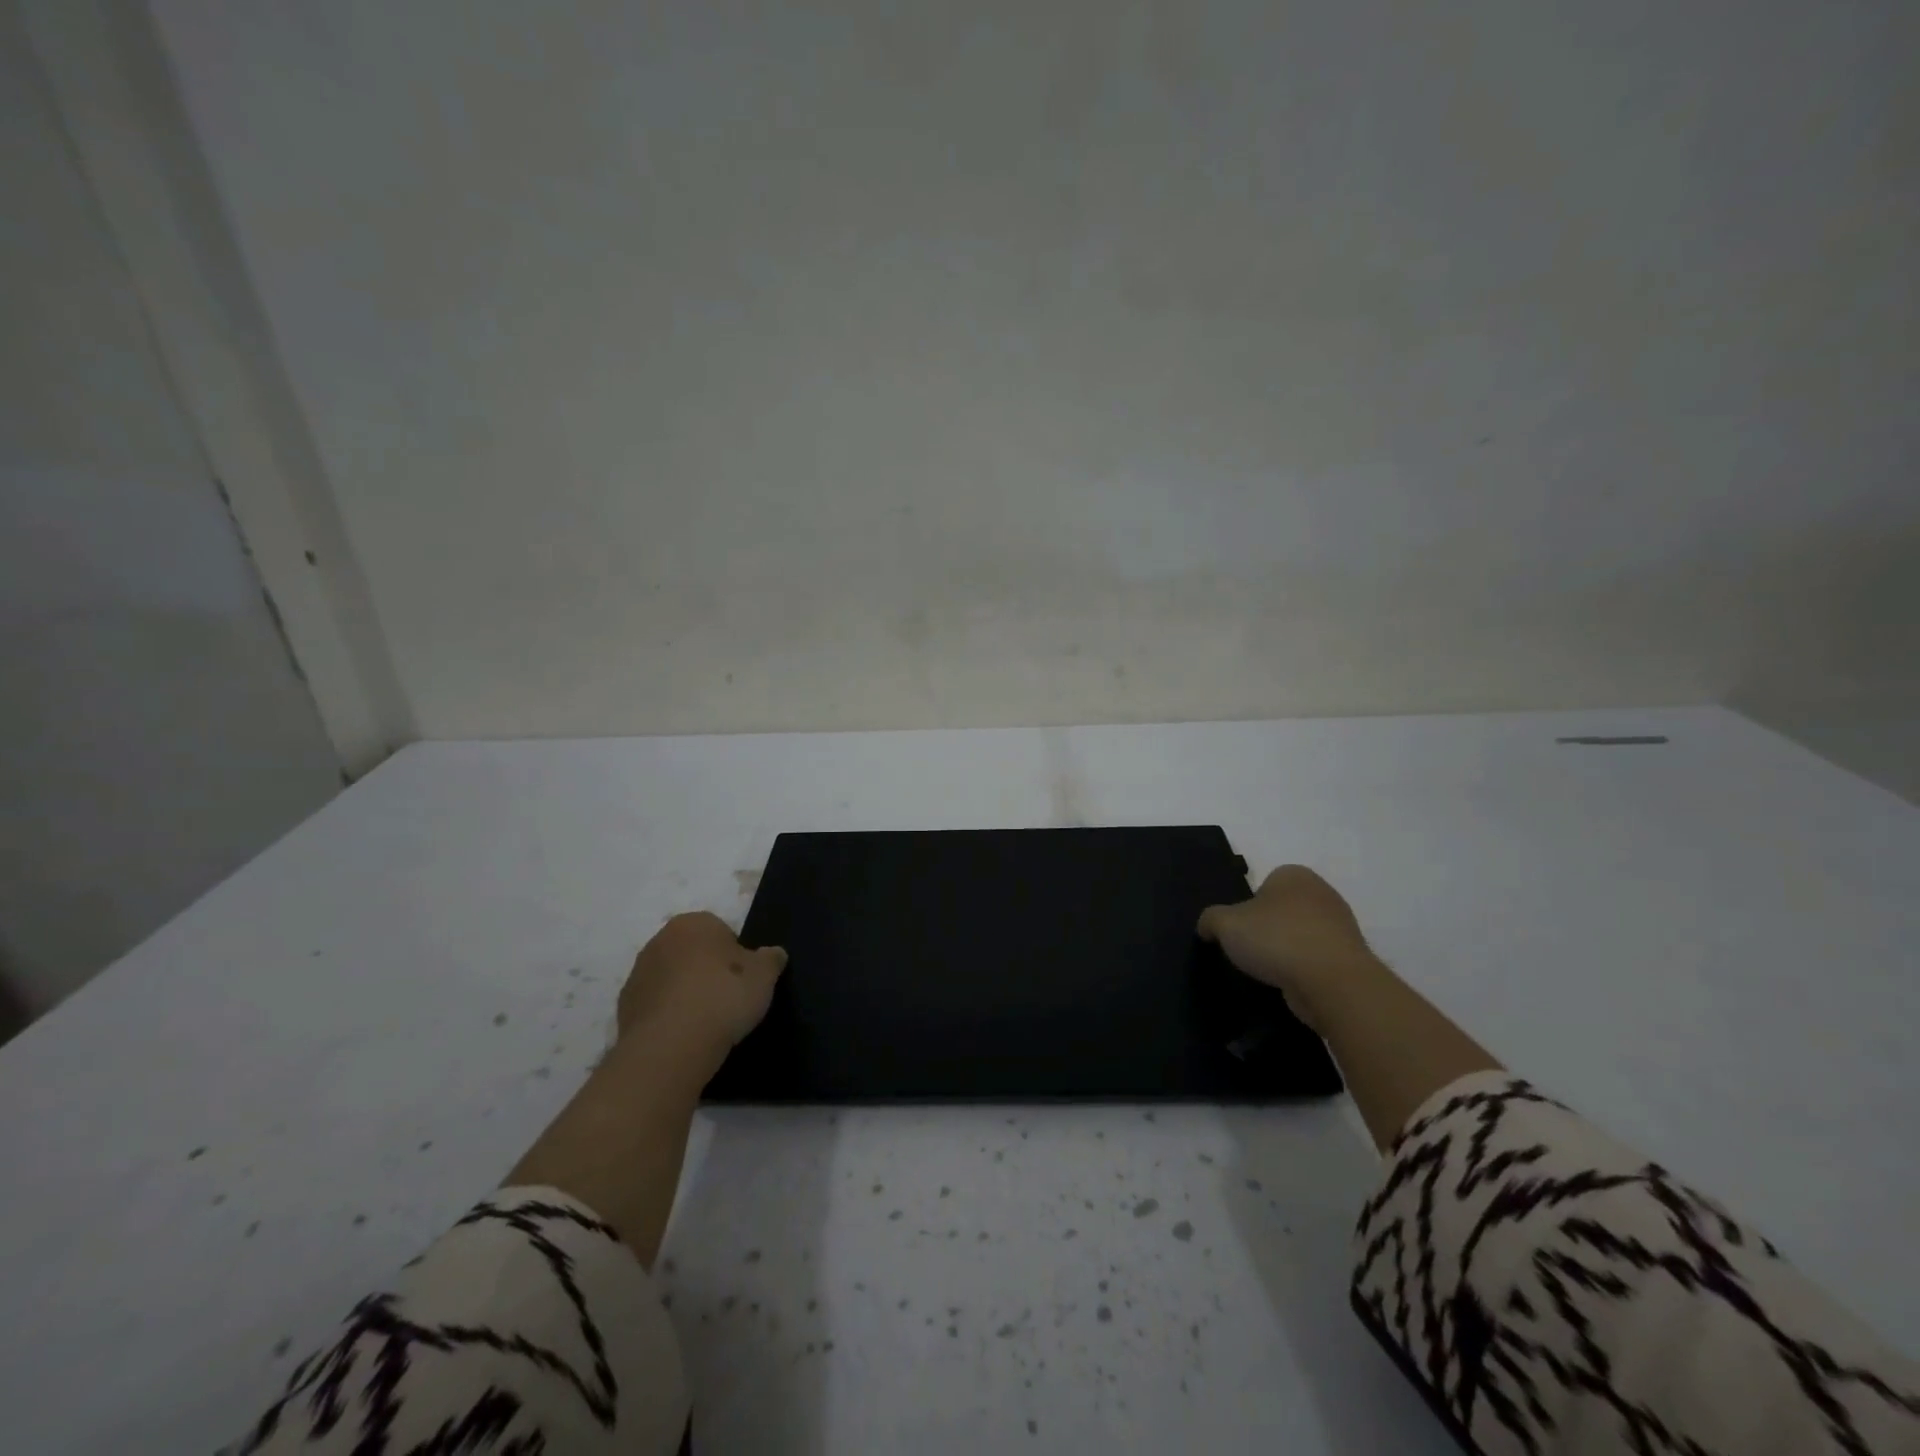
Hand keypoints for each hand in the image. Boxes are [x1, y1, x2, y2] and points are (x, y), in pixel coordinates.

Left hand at [615, 912, 786, 1068]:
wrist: (671, 1046)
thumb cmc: (723, 996)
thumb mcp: (764, 975)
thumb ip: (771, 959)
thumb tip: (774, 953)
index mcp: (694, 923)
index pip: (721, 931)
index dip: (736, 956)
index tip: (744, 981)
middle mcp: (661, 940)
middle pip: (693, 952)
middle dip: (708, 971)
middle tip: (727, 999)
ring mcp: (638, 973)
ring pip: (672, 978)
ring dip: (686, 993)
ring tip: (706, 1022)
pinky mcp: (624, 1007)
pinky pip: (656, 1005)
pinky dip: (669, 1016)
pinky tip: (684, 1035)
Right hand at [1197, 865, 1378, 1031]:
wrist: (1333, 983)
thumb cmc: (1277, 939)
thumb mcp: (1225, 924)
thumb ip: (1210, 919)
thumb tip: (1207, 927)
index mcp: (1294, 875)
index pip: (1264, 884)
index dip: (1248, 906)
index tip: (1240, 930)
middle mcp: (1322, 893)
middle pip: (1284, 910)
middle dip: (1269, 928)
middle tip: (1251, 950)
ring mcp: (1342, 926)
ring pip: (1302, 935)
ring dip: (1287, 951)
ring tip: (1270, 972)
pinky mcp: (1351, 958)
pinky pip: (1317, 960)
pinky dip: (1304, 971)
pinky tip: (1292, 984)